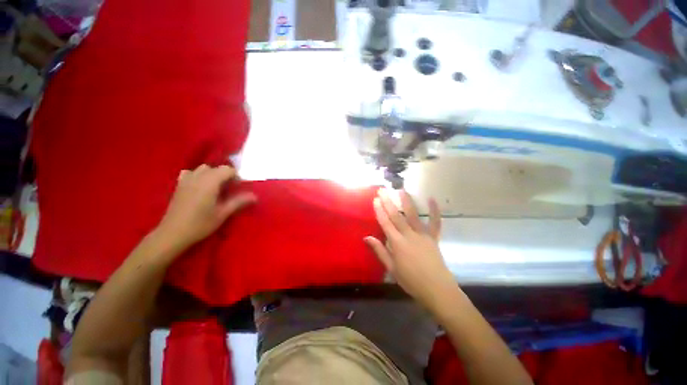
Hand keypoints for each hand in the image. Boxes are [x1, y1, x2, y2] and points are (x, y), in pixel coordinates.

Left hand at [156, 164, 255, 251]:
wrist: (173, 234)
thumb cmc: (200, 224)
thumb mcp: (223, 213)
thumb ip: (239, 202)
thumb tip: (255, 196)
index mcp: (210, 182)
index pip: (227, 169)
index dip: (235, 176)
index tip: (238, 188)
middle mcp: (198, 177)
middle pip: (216, 168)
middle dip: (225, 176)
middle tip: (229, 190)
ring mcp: (186, 180)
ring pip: (203, 169)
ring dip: (212, 175)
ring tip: (215, 188)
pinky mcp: (179, 185)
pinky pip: (190, 173)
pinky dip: (198, 176)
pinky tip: (199, 187)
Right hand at [364, 188, 455, 310]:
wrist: (437, 289)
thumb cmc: (411, 281)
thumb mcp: (391, 268)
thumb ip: (380, 251)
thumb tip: (366, 237)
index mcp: (397, 244)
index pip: (385, 223)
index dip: (379, 211)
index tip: (375, 200)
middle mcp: (409, 235)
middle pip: (396, 216)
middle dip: (388, 202)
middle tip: (383, 190)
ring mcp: (423, 235)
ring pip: (413, 215)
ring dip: (407, 202)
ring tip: (401, 190)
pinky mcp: (434, 237)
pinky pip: (435, 222)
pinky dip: (434, 210)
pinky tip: (432, 199)